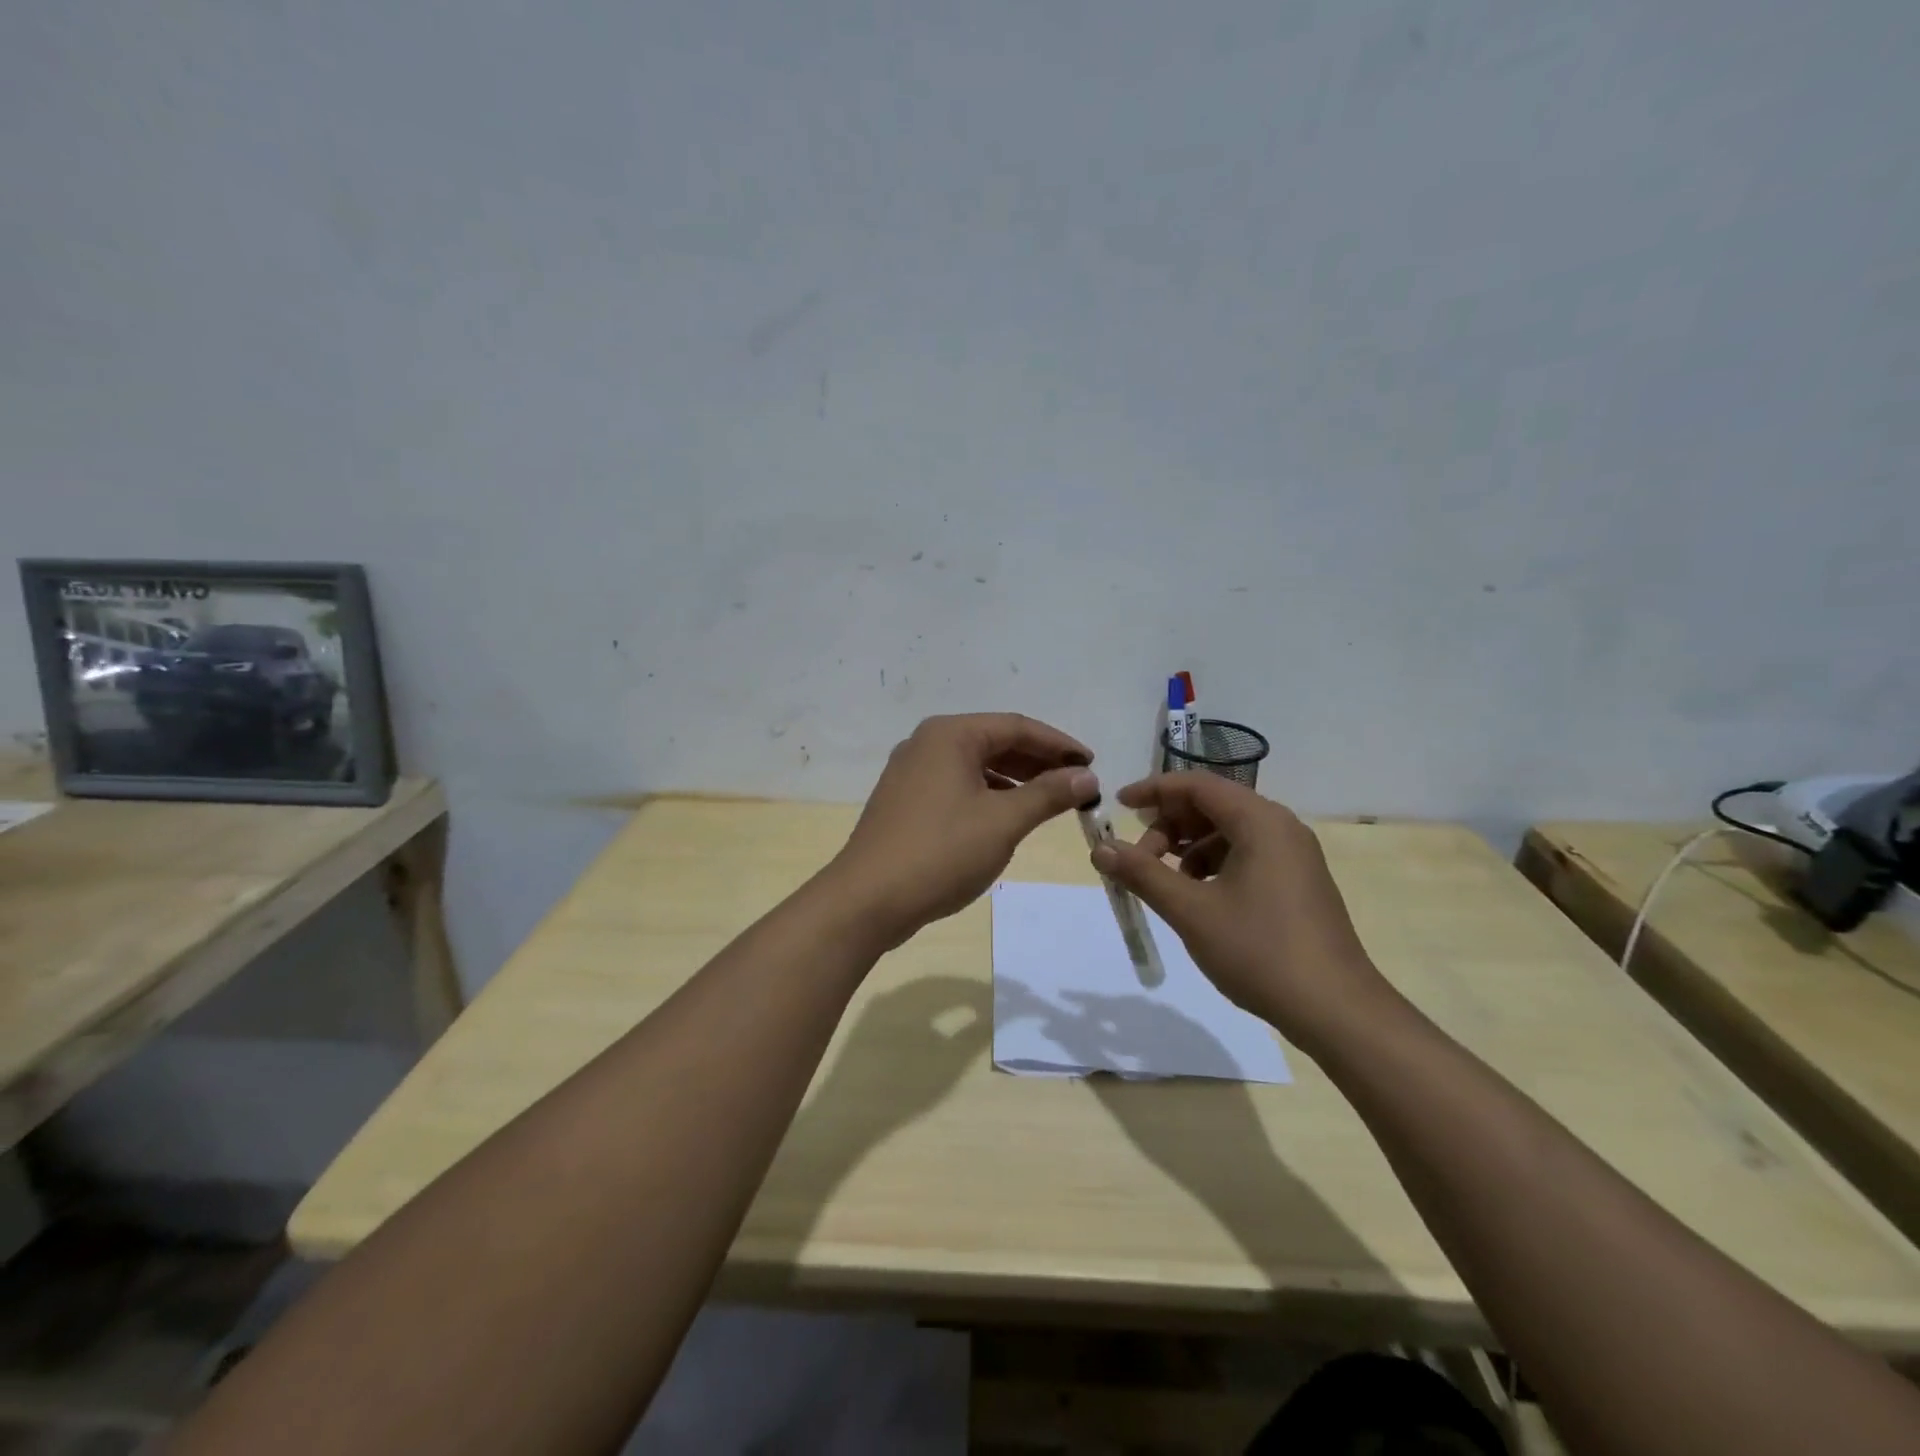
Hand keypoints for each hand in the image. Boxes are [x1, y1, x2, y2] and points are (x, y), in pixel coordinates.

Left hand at [829, 713, 1096, 949]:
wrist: (868, 900)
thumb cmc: (940, 852)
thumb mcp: (1003, 821)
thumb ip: (1048, 794)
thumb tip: (1086, 777)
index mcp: (950, 735)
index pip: (1016, 726)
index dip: (1058, 744)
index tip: (1092, 764)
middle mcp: (927, 743)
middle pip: (995, 742)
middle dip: (1038, 762)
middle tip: (1076, 783)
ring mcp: (911, 772)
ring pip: (975, 765)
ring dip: (1015, 779)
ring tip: (1050, 800)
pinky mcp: (905, 800)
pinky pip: (957, 785)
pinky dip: (988, 795)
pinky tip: (1008, 816)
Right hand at [1088, 773, 1392, 1048]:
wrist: (1336, 1011)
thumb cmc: (1260, 951)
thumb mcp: (1190, 911)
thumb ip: (1142, 874)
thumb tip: (1100, 849)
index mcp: (1260, 821)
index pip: (1197, 785)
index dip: (1153, 790)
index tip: (1118, 806)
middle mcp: (1280, 827)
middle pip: (1212, 805)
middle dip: (1168, 826)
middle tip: (1138, 860)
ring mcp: (1294, 855)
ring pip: (1227, 832)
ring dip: (1188, 848)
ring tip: (1165, 884)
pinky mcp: (1297, 882)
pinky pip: (1245, 855)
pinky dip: (1212, 865)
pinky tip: (1198, 898)